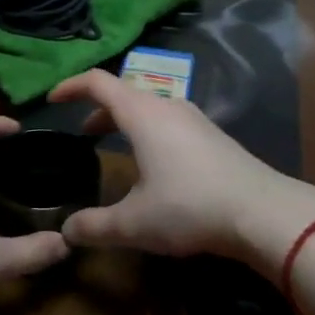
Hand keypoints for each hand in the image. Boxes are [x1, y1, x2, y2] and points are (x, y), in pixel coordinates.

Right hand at [49, 70, 314, 274]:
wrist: (262, 212)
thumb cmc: (189, 207)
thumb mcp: (134, 223)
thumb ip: (95, 226)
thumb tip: (66, 231)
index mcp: (141, 113)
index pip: (98, 82)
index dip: (71, 86)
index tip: (52, 100)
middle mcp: (166, 105)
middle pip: (124, 93)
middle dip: (98, 109)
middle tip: (82, 133)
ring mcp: (193, 118)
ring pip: (149, 106)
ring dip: (126, 120)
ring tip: (115, 145)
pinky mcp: (212, 134)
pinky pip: (169, 120)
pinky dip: (148, 130)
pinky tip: (154, 163)